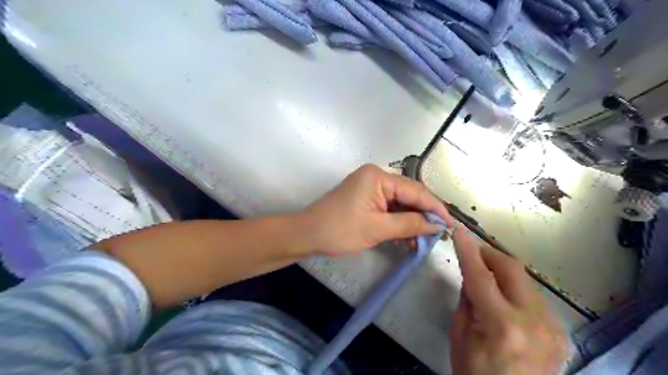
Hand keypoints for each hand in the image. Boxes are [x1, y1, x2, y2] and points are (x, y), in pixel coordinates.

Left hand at [301, 165, 451, 255]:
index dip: (435, 208)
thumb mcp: (378, 229)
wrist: (307, 235)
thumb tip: (436, 225)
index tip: (451, 225)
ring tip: (421, 241)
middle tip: (438, 235)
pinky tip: (405, 238)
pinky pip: (388, 208)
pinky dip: (397, 222)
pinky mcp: (366, 198)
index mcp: (379, 177)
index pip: (416, 191)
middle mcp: (376, 176)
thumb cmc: (340, 230)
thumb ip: (410, 224)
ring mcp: (370, 187)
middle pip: (409, 195)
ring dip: (411, 221)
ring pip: (400, 203)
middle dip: (423, 216)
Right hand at [448, 226, 567, 374]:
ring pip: (525, 281)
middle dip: (490, 255)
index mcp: (501, 325)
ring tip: (487, 280)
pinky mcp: (560, 332)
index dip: (468, 250)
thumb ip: (467, 298)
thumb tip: (471, 273)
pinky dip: (516, 291)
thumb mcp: (459, 334)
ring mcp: (553, 327)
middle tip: (473, 254)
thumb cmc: (474, 372)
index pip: (480, 275)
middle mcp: (533, 322)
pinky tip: (505, 302)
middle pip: (512, 269)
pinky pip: (534, 298)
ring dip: (503, 273)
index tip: (459, 231)